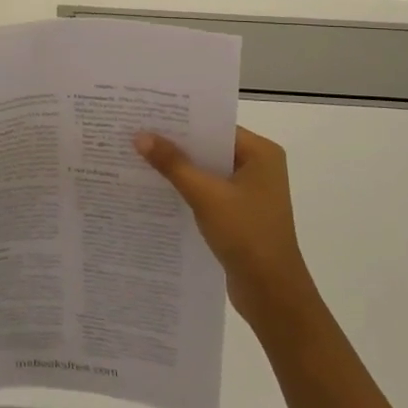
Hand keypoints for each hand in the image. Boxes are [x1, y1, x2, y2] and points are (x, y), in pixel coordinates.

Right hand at [134, 126, 306, 321]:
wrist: (272, 294)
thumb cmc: (246, 235)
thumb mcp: (205, 195)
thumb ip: (173, 164)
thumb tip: (140, 136)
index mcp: (261, 153)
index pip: (215, 125)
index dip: (182, 119)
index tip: (147, 112)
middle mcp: (258, 167)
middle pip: (209, 146)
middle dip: (175, 143)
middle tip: (135, 131)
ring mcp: (249, 192)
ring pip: (206, 170)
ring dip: (178, 167)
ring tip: (137, 156)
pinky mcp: (239, 214)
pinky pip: (207, 191)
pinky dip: (185, 189)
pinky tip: (155, 188)